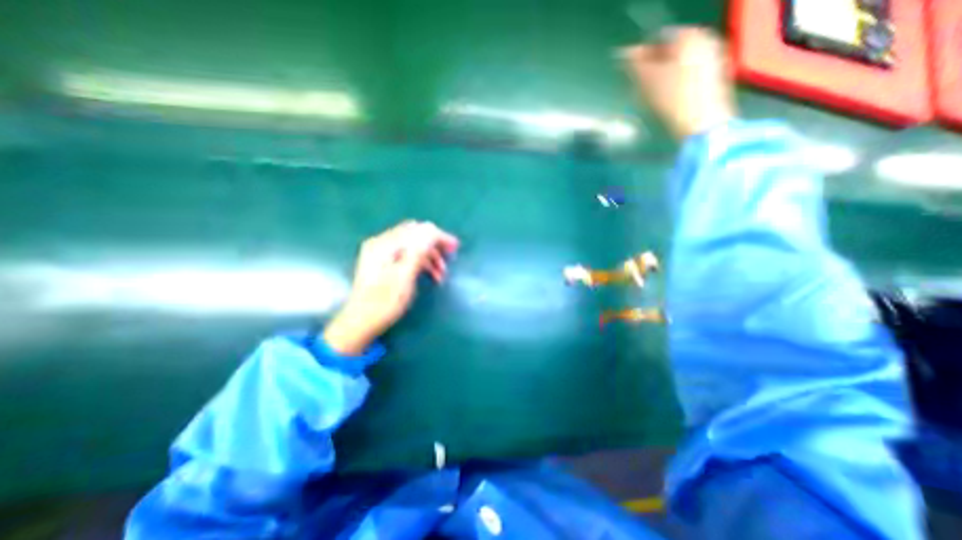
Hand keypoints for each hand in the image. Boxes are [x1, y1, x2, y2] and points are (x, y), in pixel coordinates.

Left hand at [323, 219, 457, 354]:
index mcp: (385, 244)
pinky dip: (420, 262)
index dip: (439, 236)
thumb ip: (417, 251)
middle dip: (435, 245)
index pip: (418, 230)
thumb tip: (431, 229)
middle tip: (450, 258)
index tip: (455, 247)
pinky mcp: (383, 262)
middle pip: (415, 234)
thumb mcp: (404, 276)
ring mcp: (381, 252)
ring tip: (441, 274)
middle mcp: (382, 243)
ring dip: (430, 256)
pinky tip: (430, 274)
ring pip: (413, 245)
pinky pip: (407, 254)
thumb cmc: (384, 302)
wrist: (361, 322)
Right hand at [624, 27, 738, 137]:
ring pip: (679, 66)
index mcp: (689, 36)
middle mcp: (705, 42)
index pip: (658, 39)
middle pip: (671, 53)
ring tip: (651, 98)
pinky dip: (675, 87)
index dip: (640, 56)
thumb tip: (623, 54)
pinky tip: (667, 103)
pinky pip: (688, 78)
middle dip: (653, 68)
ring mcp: (713, 61)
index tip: (629, 75)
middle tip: (638, 87)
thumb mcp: (647, 80)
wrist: (702, 125)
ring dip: (662, 79)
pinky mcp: (714, 81)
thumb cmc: (672, 100)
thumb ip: (634, 64)